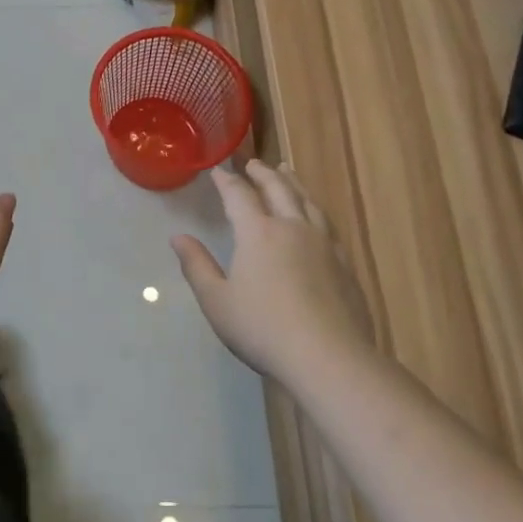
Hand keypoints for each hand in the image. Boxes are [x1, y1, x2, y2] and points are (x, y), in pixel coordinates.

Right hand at [172, 161, 367, 383]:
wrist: (329, 358)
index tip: (217, 170)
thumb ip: (196, 266)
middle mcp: (292, 228)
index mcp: (258, 233)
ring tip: (287, 172)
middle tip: (252, 163)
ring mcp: (324, 244)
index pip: (239, 195)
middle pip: (278, 189)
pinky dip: (314, 209)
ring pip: (307, 201)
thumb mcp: (217, 301)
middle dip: (262, 173)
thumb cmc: (263, 329)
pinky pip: (327, 223)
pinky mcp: (345, 264)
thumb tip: (177, 237)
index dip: (226, 181)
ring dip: (293, 183)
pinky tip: (316, 218)